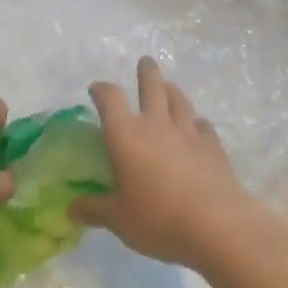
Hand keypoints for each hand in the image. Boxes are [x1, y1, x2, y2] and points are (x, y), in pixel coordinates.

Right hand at [72, 57, 263, 271]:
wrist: (217, 225)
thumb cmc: (158, 219)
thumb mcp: (119, 220)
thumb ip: (94, 210)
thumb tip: (71, 208)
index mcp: (126, 135)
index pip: (110, 99)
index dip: (102, 90)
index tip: (97, 89)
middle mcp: (156, 124)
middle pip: (152, 86)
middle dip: (146, 72)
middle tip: (145, 62)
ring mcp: (188, 132)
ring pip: (179, 100)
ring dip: (172, 90)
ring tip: (169, 87)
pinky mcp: (213, 145)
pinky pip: (203, 125)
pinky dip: (196, 123)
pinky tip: (197, 127)